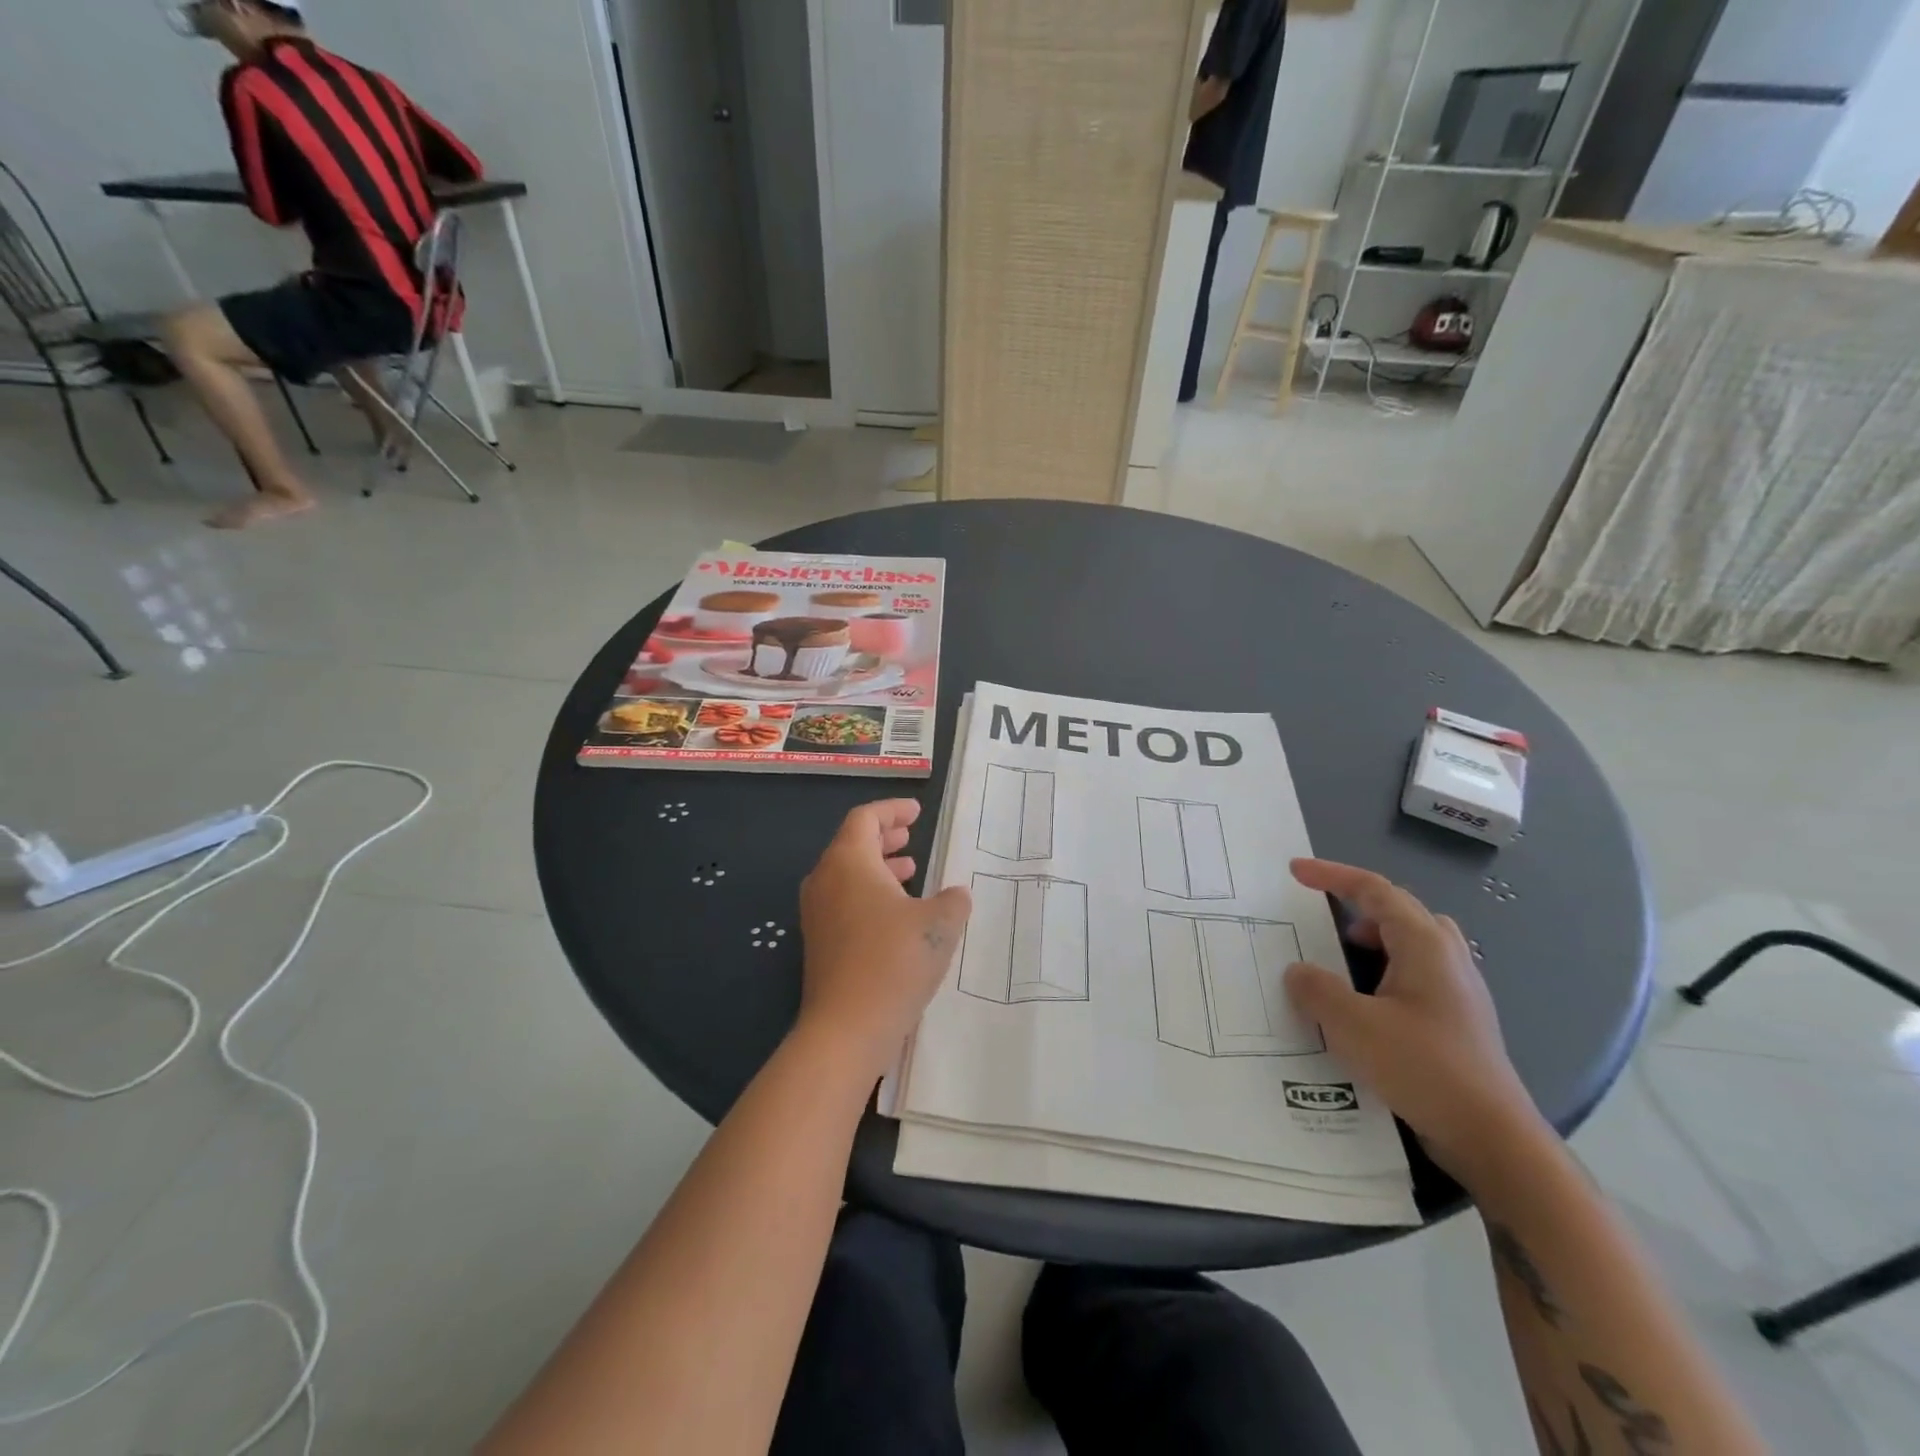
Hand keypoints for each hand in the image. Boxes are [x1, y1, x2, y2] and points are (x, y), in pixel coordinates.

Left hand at [797, 800, 971, 1081]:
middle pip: (852, 844)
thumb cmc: (894, 961)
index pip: (865, 819)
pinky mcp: (820, 943)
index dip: (892, 810)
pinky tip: (898, 914)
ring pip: (848, 875)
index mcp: (849, 862)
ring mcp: (818, 913)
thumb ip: (953, 901)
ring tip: (910, 871)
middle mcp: (825, 880)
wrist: (847, 1028)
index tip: (916, 811)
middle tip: (911, 836)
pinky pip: (845, 901)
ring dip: (879, 868)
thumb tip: (956, 894)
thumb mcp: (939, 924)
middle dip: (884, 838)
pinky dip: (870, 894)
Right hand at [1283, 859, 1545, 1184]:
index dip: (1332, 876)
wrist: (1492, 1138)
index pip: (1375, 890)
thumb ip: (1317, 989)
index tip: (1295, 872)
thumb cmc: (1423, 1068)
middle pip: (1399, 910)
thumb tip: (1299, 972)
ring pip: (1412, 943)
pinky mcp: (1459, 1021)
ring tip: (1341, 961)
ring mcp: (1459, 990)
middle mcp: (1448, 958)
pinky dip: (1385, 971)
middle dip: (1357, 906)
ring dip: (1373, 940)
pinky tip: (1366, 1005)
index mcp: (1425, 945)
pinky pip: (1416, 975)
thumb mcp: (1353, 1025)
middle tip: (1321, 918)